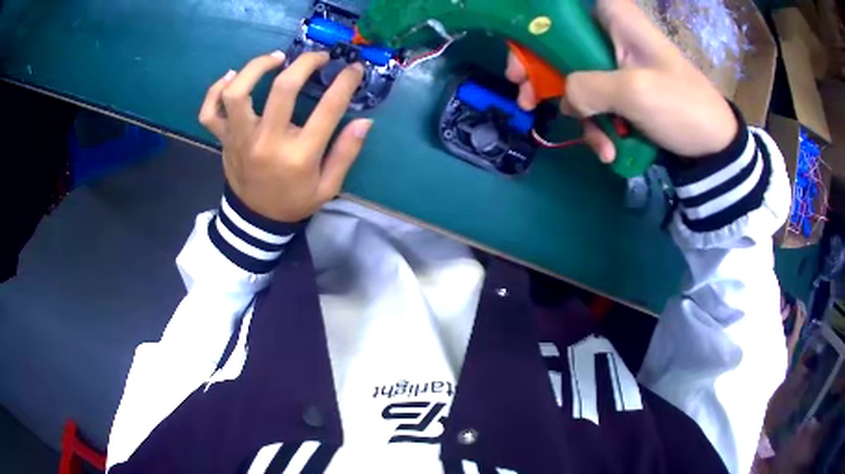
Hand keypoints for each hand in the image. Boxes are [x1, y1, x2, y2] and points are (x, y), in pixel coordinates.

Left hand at [199, 50, 371, 221]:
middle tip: (318, 57)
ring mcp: (240, 139)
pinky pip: (209, 111)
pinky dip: (215, 90)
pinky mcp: (223, 140)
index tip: (354, 68)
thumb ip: (346, 153)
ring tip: (275, 59)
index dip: (345, 82)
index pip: (327, 109)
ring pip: (237, 93)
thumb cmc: (294, 201)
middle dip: (305, 63)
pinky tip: (232, 77)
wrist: (256, 220)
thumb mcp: (328, 186)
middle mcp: (267, 142)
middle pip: (282, 89)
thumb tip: (364, 121)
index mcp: (299, 156)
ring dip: (256, 67)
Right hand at [505, 0, 737, 162]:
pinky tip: (609, 149)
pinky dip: (597, 126)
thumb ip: (587, 88)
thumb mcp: (634, 92)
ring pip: (574, 75)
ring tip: (592, 142)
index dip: (534, 28)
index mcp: (614, 16)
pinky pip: (595, 100)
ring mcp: (616, 63)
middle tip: (526, 99)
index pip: (561, 9)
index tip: (521, 59)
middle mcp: (611, 33)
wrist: (714, 145)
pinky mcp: (622, 89)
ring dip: (576, 111)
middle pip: (559, 42)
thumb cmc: (682, 106)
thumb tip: (563, 100)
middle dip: (543, 74)